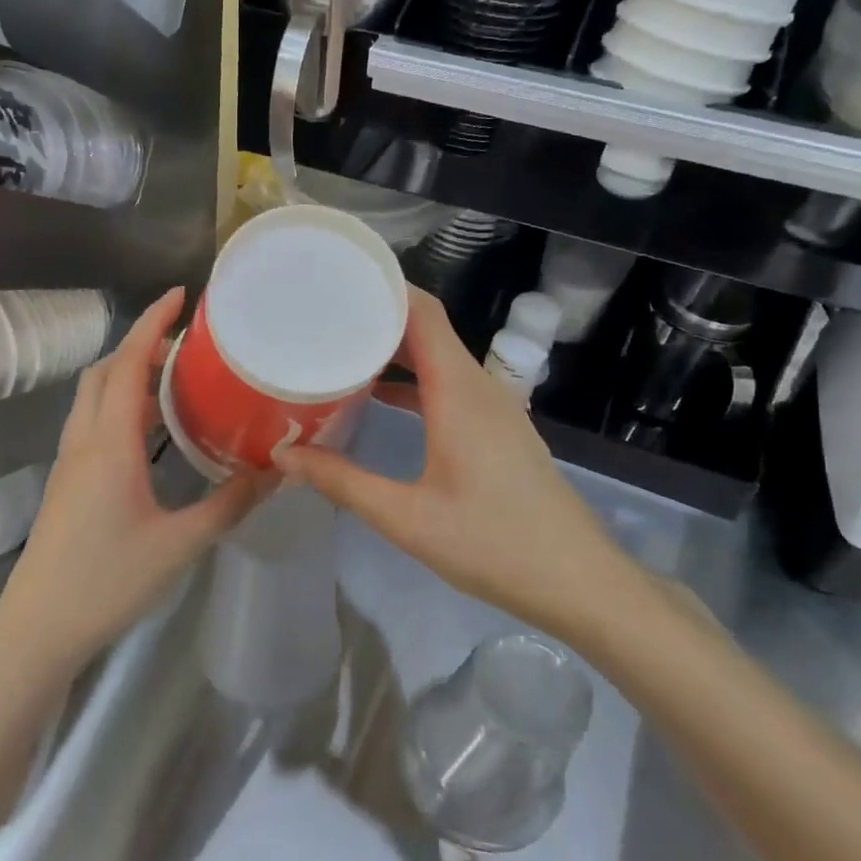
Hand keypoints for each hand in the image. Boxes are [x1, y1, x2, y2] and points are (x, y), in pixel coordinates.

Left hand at [0, 288, 275, 683]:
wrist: (39, 628)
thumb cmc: (108, 582)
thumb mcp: (180, 544)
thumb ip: (230, 504)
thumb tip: (275, 472)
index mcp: (110, 443)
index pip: (129, 363)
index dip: (152, 322)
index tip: (180, 295)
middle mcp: (84, 440)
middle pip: (106, 371)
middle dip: (141, 344)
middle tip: (186, 345)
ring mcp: (69, 461)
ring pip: (94, 396)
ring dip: (128, 375)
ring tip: (175, 380)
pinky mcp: (67, 481)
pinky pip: (92, 422)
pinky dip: (119, 405)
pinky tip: (149, 431)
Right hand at [275, 288, 631, 638]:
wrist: (576, 580)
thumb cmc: (492, 543)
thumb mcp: (406, 517)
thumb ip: (342, 481)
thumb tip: (284, 454)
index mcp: (459, 391)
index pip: (423, 312)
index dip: (383, 287)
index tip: (334, 280)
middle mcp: (480, 386)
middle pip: (428, 328)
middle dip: (377, 316)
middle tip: (321, 316)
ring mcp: (495, 406)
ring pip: (440, 356)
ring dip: (395, 348)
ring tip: (341, 349)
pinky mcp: (499, 427)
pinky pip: (451, 383)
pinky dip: (415, 379)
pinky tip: (381, 398)